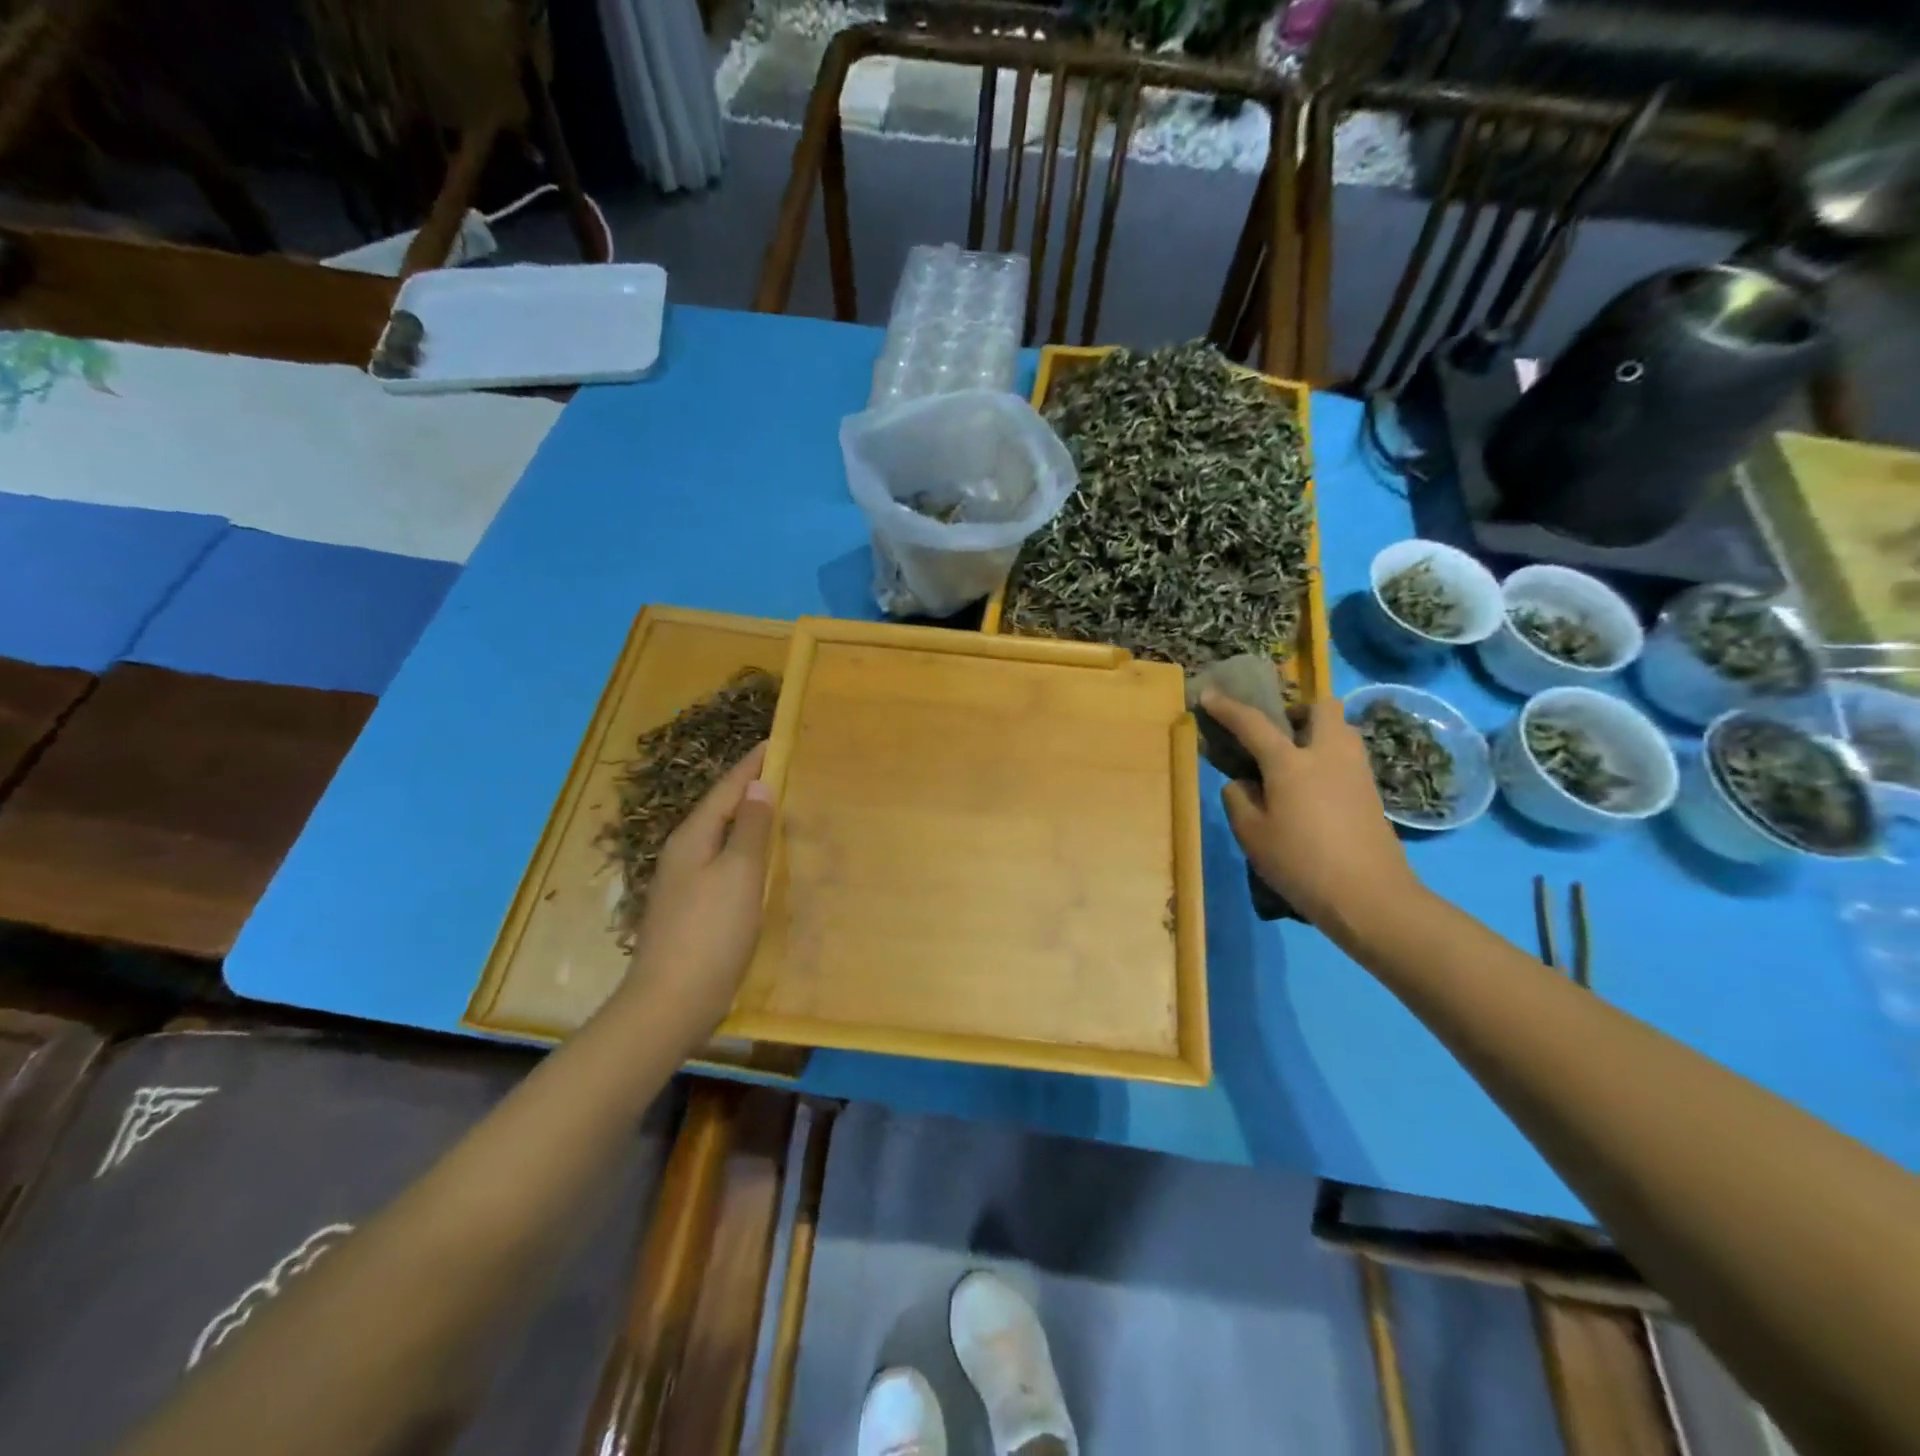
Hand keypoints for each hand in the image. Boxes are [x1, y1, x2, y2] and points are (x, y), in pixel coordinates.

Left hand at [624, 743, 776, 1034]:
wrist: (671, 1003)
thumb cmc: (710, 933)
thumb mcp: (739, 875)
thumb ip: (751, 829)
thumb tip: (758, 787)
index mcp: (692, 838)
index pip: (727, 789)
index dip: (752, 765)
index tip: (775, 741)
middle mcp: (683, 854)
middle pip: (721, 810)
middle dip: (750, 789)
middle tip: (784, 772)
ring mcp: (683, 884)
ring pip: (721, 839)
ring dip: (748, 821)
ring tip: (778, 809)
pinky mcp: (691, 910)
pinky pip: (723, 865)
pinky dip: (745, 852)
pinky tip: (760, 862)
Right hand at [1200, 691, 1418, 931]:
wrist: (1370, 897)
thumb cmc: (1301, 863)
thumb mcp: (1252, 835)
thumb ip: (1239, 800)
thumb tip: (1242, 783)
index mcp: (1290, 762)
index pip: (1253, 723)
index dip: (1228, 708)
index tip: (1209, 694)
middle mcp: (1327, 754)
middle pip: (1321, 707)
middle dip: (1298, 710)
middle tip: (1278, 733)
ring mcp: (1356, 771)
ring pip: (1341, 730)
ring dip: (1318, 732)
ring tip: (1296, 761)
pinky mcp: (1372, 792)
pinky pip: (1348, 757)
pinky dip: (1329, 759)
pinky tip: (1315, 788)